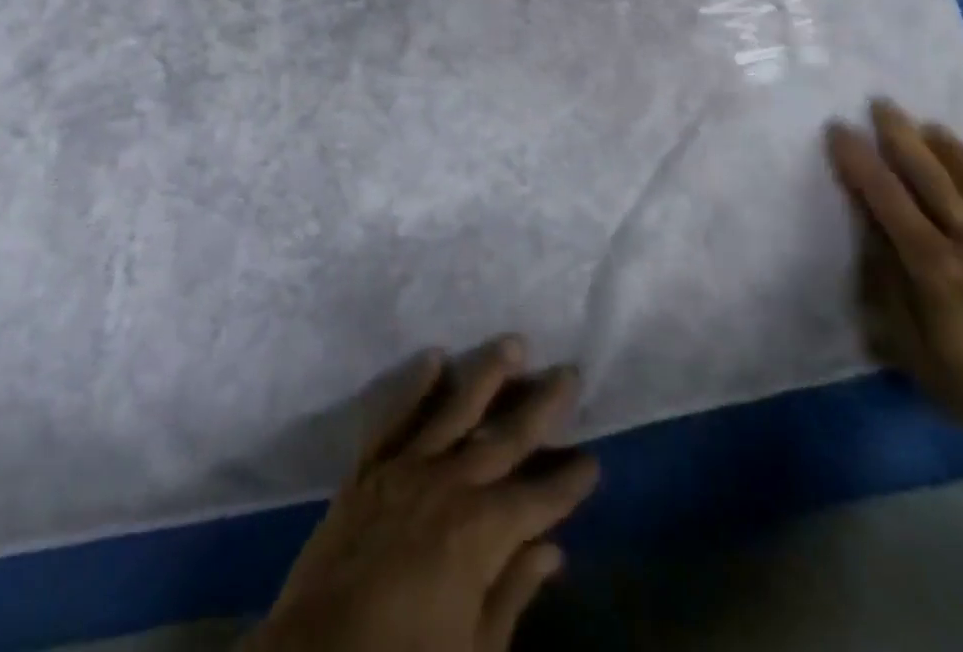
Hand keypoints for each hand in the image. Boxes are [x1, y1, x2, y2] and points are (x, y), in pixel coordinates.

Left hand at [247, 335, 599, 651]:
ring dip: (486, 374)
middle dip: (541, 406)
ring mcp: (406, 468)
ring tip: (513, 343)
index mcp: (481, 533)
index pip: (538, 499)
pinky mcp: (369, 466)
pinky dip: (414, 384)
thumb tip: (552, 552)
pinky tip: (434, 356)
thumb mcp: (473, 650)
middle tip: (568, 372)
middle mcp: (450, 485)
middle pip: (505, 438)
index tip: (593, 459)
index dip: (568, 481)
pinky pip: (395, 415)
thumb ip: (513, 593)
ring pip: (454, 409)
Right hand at [827, 99, 962, 469]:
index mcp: (937, 269)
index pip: (889, 201)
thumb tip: (872, 240)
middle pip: (936, 183)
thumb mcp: (915, 353)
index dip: (861, 163)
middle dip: (904, 140)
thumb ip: (890, 291)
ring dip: (956, 156)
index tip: (839, 129)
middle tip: (883, 105)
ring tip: (934, 127)